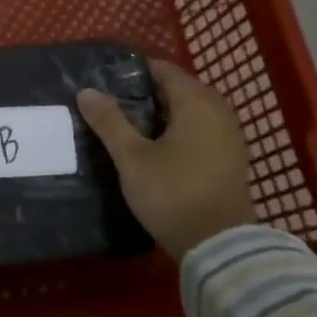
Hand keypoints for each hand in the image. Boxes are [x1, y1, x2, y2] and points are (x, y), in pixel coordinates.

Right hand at [77, 59, 257, 261]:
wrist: (219, 246)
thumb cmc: (173, 193)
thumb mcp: (132, 158)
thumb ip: (109, 121)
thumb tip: (86, 91)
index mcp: (196, 102)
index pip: (164, 70)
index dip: (134, 71)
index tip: (106, 80)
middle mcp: (219, 111)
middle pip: (179, 88)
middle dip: (147, 92)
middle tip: (113, 103)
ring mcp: (230, 136)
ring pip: (191, 111)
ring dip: (164, 113)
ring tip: (130, 124)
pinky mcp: (231, 158)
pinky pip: (202, 130)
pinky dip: (180, 130)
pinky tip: (157, 146)